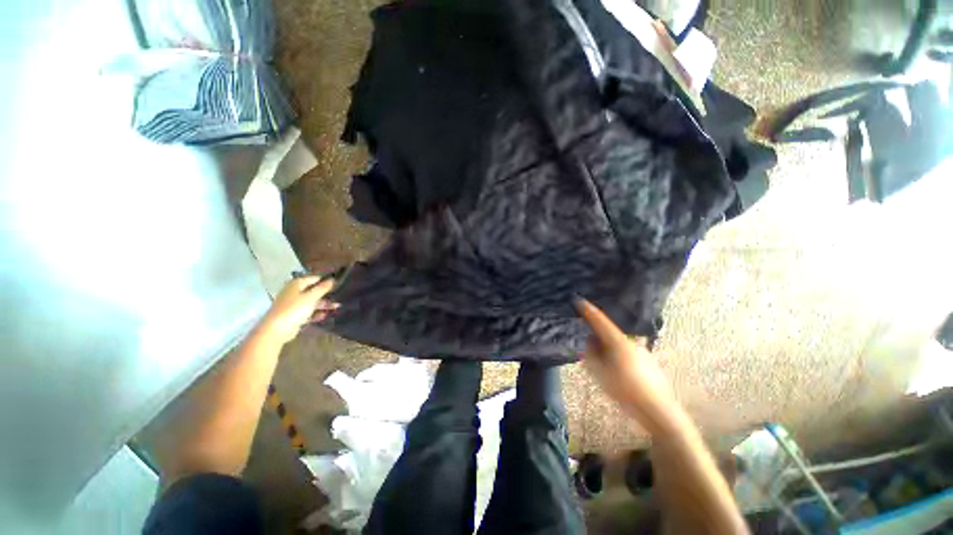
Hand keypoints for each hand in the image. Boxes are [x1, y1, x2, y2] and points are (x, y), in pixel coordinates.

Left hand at [261, 276, 338, 344]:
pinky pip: (307, 312)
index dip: (326, 280)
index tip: (338, 283)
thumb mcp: (311, 297)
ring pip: (311, 302)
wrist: (276, 329)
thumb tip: (332, 279)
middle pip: (313, 291)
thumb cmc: (294, 309)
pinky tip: (324, 316)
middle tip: (340, 296)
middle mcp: (294, 292)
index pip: (314, 278)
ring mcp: (293, 304)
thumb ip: (322, 288)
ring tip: (337, 307)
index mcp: (296, 284)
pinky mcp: (294, 315)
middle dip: (326, 294)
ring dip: (323, 305)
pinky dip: (316, 313)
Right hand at [576, 299, 683, 435]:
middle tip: (591, 355)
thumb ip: (591, 353)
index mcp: (618, 341)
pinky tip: (621, 377)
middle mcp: (631, 342)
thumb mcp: (599, 372)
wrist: (658, 410)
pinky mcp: (649, 362)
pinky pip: (628, 355)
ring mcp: (642, 352)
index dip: (588, 310)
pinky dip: (620, 360)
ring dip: (609, 352)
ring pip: (618, 346)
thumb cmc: (625, 390)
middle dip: (598, 340)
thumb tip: (590, 340)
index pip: (600, 320)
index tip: (579, 300)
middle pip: (608, 335)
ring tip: (607, 372)